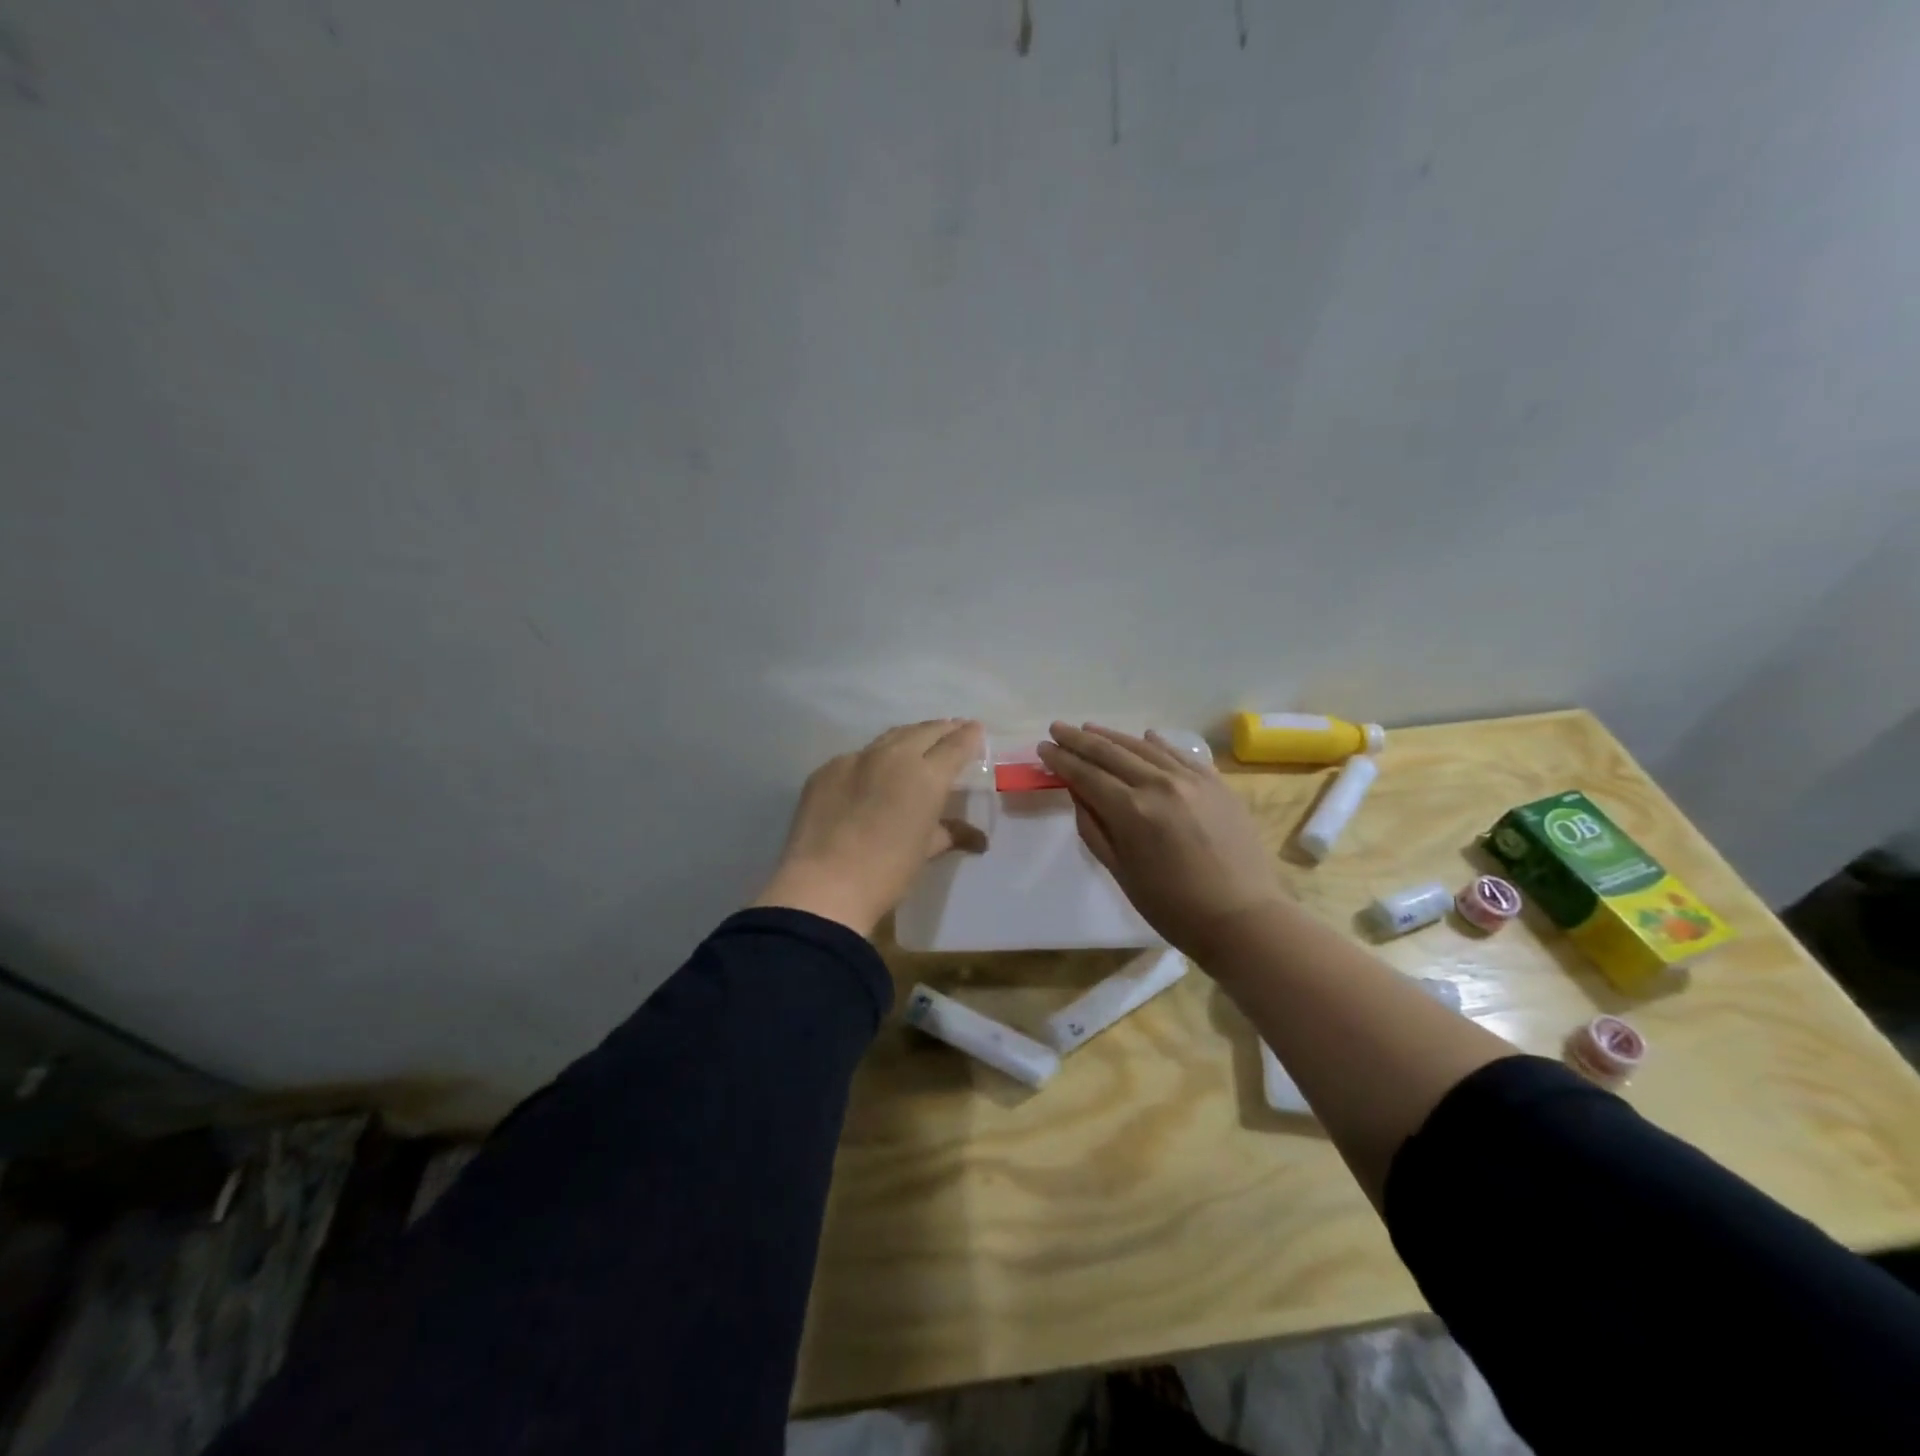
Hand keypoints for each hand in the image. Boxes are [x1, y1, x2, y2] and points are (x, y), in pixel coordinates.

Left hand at [753, 719, 985, 936]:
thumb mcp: (926, 852)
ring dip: (910, 736)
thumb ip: (950, 833)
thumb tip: (977, 838)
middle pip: (924, 732)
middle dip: (942, 729)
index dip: (969, 736)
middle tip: (953, 729)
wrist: (824, 885)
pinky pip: (857, 757)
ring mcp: (856, 759)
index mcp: (926, 776)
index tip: (976, 730)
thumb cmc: (887, 872)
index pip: (955, 745)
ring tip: (919, 740)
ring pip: (890, 737)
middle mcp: (894, 756)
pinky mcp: (826, 770)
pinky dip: (874, 759)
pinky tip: (874, 772)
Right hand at [1037, 722, 1285, 960]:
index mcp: (1131, 810)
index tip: (1043, 747)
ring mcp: (1191, 779)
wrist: (1242, 917)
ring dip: (1113, 736)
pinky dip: (1157, 744)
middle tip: (1057, 728)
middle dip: (1079, 740)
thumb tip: (1078, 792)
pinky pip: (1179, 754)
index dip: (1061, 760)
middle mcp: (1159, 784)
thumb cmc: (1172, 906)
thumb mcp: (1121, 872)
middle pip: (1111, 752)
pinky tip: (1144, 737)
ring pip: (1143, 747)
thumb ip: (1094, 827)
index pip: (1086, 774)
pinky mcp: (1216, 783)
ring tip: (1090, 728)